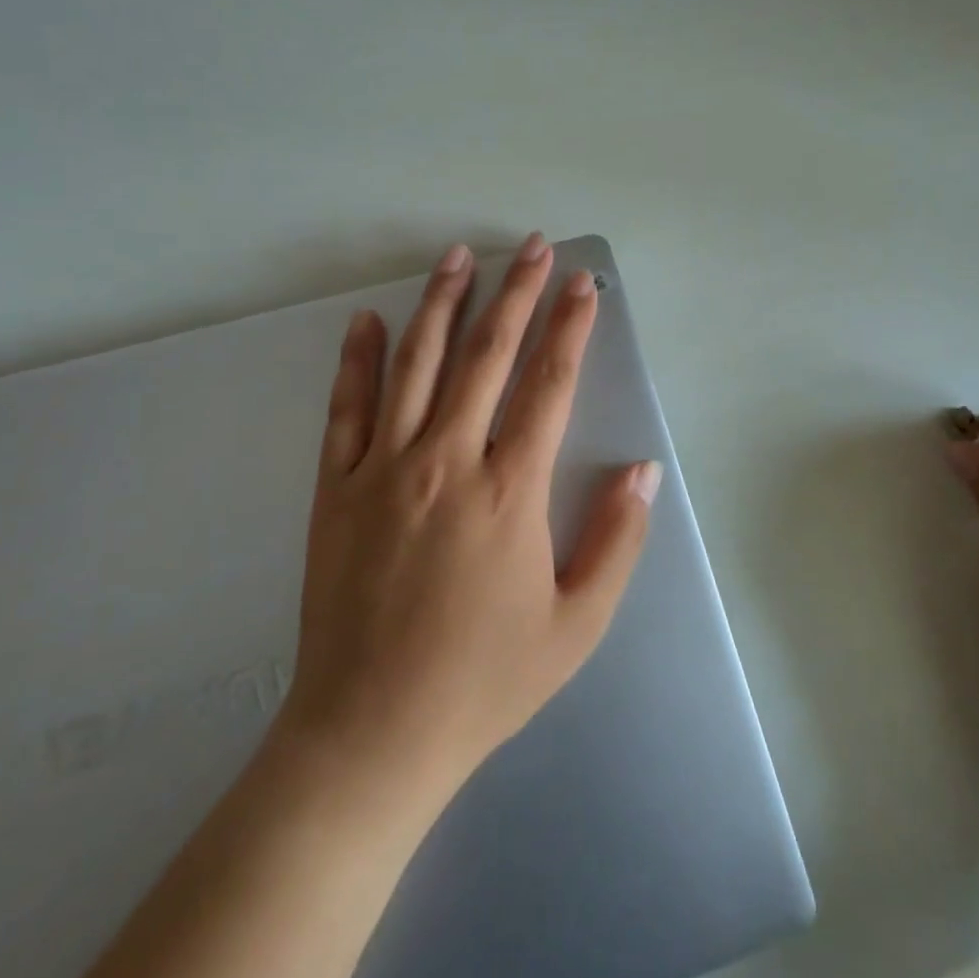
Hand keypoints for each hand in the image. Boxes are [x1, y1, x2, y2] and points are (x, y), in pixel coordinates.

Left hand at [277, 234, 660, 812]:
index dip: (570, 328)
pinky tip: (368, 320)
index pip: (549, 386)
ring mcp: (383, 470)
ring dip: (441, 304)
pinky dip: (359, 360)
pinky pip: (346, 409)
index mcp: (510, 492)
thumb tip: (644, 470)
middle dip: (516, 294)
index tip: (583, 286)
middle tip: (532, 245)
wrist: (372, 732)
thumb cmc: (484, 681)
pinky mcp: (334, 489)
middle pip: (486, 356)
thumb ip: (616, 541)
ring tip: (458, 256)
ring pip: (416, 365)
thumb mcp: (576, 626)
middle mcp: (447, 462)